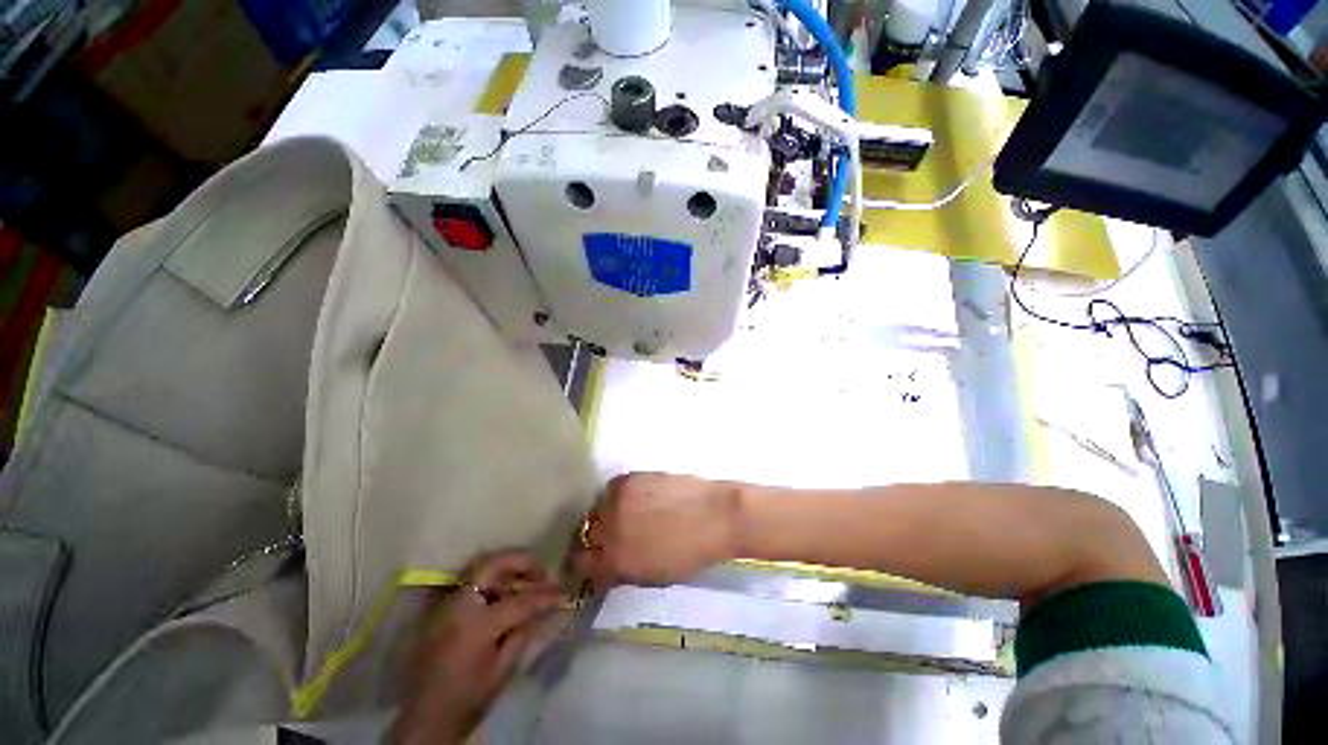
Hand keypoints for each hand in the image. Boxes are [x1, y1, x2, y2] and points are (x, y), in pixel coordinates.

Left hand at [391, 552, 563, 744]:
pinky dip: (489, 579)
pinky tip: (502, 592)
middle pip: (493, 563)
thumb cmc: (466, 700)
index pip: (520, 600)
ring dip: (505, 568)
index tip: (564, 593)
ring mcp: (445, 604)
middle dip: (522, 561)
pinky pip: (468, 581)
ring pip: (478, 567)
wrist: (423, 720)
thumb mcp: (502, 671)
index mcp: (476, 625)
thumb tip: (548, 607)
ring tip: (524, 580)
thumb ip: (524, 632)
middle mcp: (458, 605)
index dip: (546, 595)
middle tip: (541, 571)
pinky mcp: (439, 609)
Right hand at [572, 473, 741, 586]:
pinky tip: (634, 501)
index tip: (591, 562)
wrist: (717, 514)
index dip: (584, 563)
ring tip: (623, 517)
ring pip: (597, 507)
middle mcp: (609, 524)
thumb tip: (605, 564)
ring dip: (604, 514)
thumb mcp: (652, 575)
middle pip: (586, 531)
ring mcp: (619, 497)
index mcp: (615, 556)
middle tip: (609, 538)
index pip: (581, 561)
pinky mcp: (630, 477)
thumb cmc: (690, 553)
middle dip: (594, 537)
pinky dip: (617, 497)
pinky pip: (612, 489)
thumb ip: (621, 570)